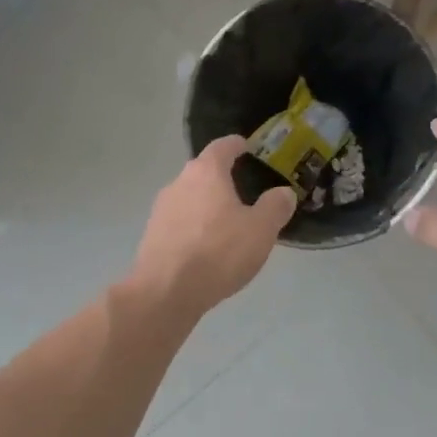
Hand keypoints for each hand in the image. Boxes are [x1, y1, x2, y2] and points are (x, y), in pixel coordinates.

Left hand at [128, 137, 296, 317]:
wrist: (166, 291)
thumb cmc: (218, 252)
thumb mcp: (260, 230)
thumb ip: (275, 207)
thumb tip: (283, 192)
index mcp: (206, 172)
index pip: (222, 146)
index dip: (236, 145)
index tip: (246, 146)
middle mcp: (179, 182)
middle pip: (203, 171)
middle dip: (222, 177)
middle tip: (244, 189)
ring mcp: (161, 208)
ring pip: (190, 196)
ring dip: (207, 203)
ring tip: (227, 221)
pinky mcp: (153, 233)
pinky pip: (180, 220)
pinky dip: (194, 225)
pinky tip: (206, 245)